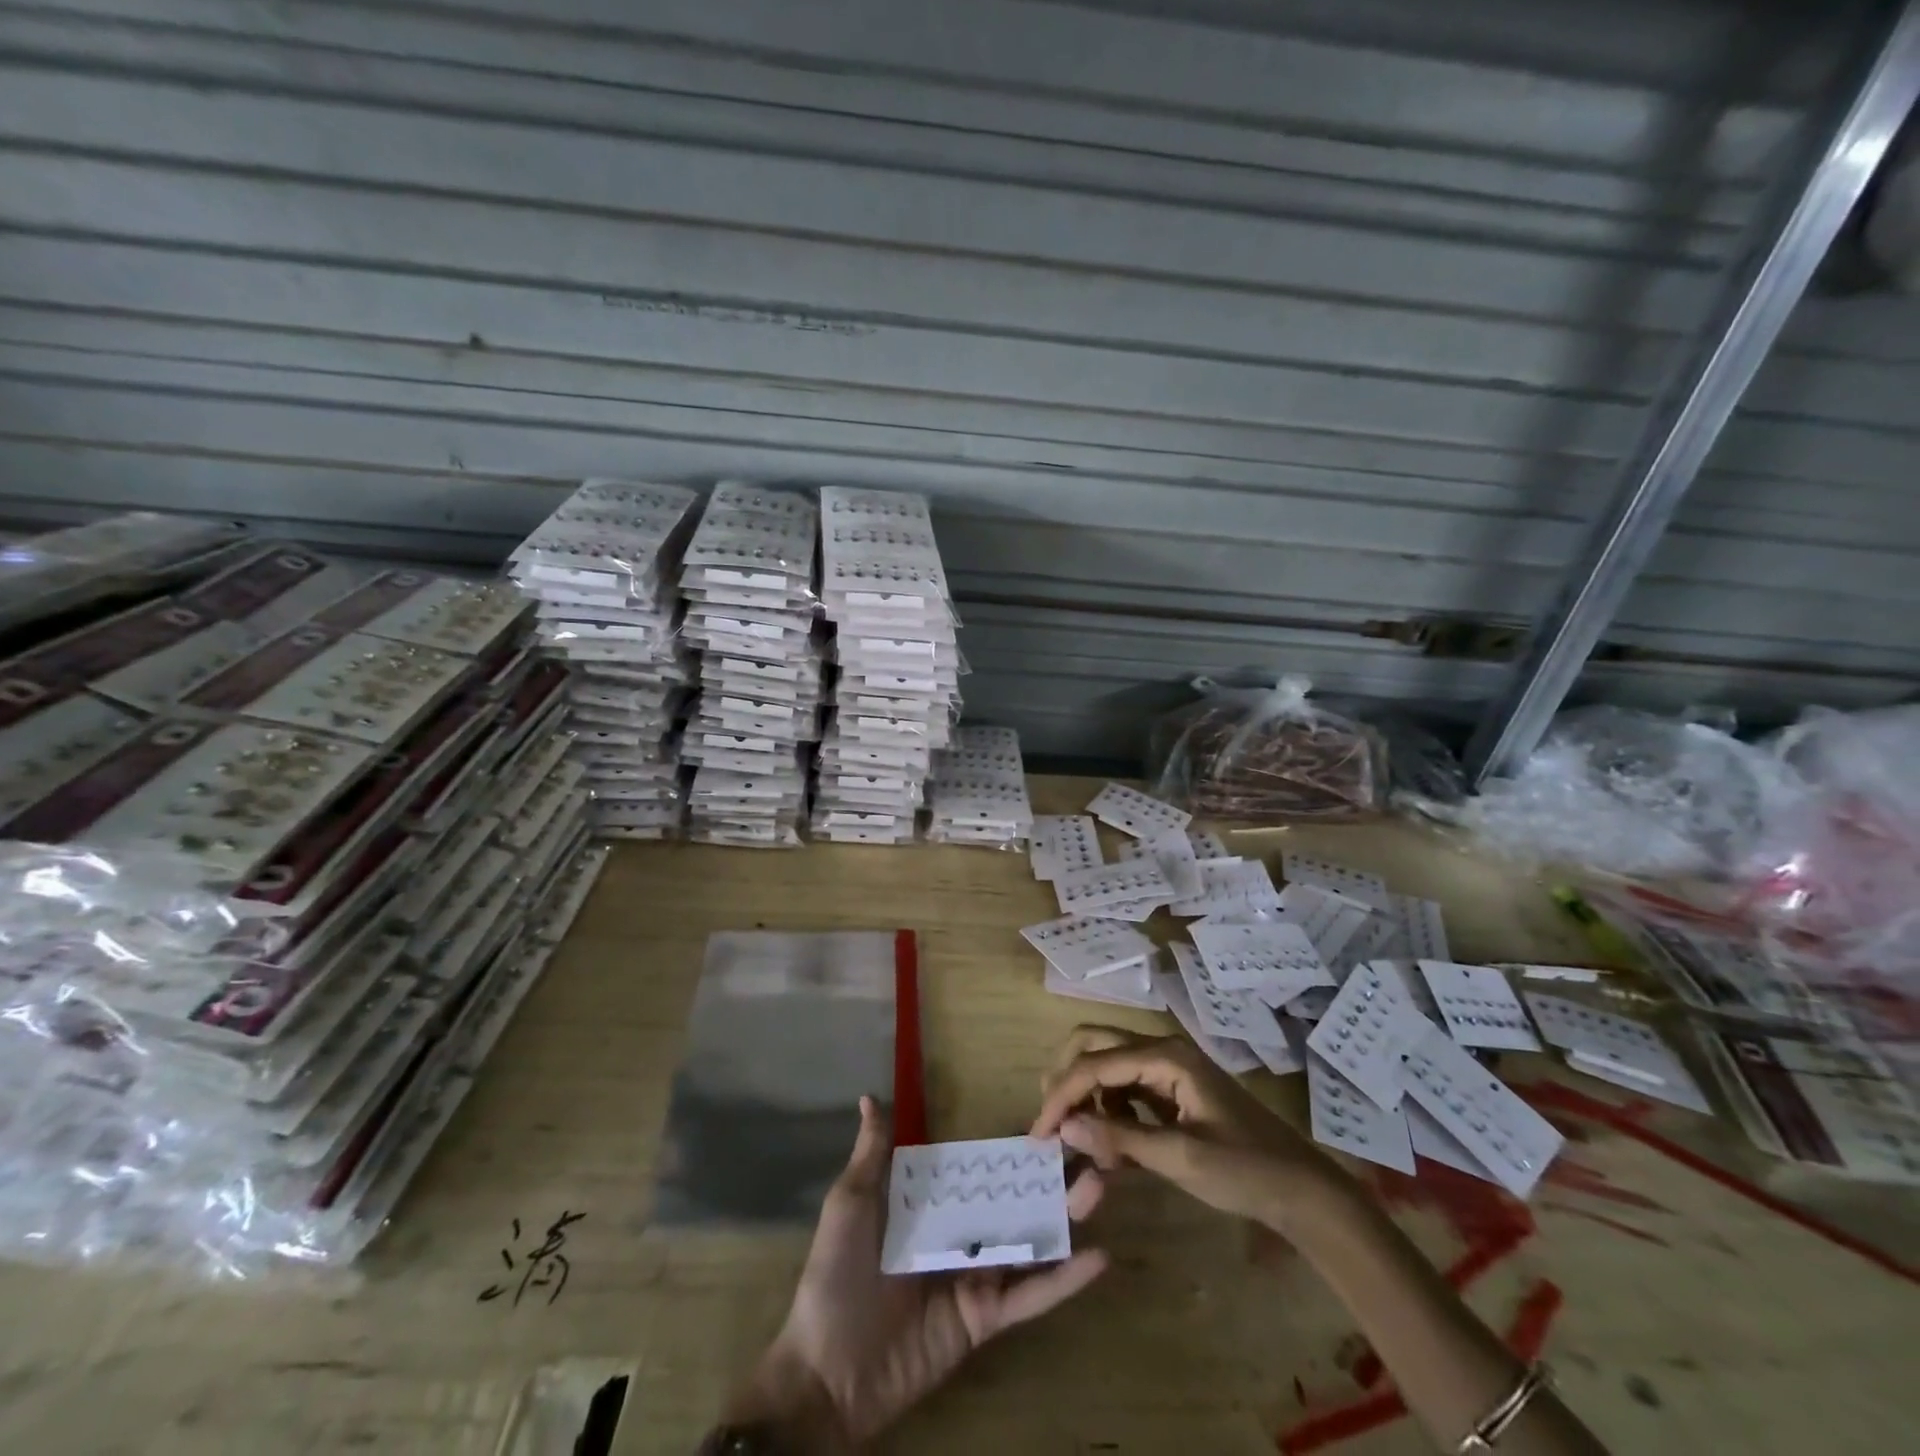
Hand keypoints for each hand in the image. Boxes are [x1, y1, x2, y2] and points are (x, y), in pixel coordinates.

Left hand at [732, 1097, 1108, 1448]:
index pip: (981, 1168)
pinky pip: (1030, 1296)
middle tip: (1091, 1144)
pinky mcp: (986, 1318)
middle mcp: (962, 1232)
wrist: (827, 1370)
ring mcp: (978, 1275)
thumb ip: (870, 1155)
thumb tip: (868, 1097)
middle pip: (1015, 1198)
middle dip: (1050, 1174)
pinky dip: (1064, 1279)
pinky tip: (1098, 1257)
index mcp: (933, 1204)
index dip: (1012, 1146)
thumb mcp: (851, 1205)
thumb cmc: (836, 1277)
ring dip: (1066, 1216)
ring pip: (1031, 1239)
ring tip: (1101, 1184)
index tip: (1049, 1118)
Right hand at [1030, 1026, 1341, 1229]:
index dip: (1061, 1095)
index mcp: (1165, 1056)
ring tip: (1081, 1143)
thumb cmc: (1246, 1171)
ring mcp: (1167, 1069)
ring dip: (1087, 1097)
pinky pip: (1125, 1088)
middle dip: (1066, 1079)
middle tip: (1050, 1122)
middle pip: (1093, 1045)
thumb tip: (1065, 1128)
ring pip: (1106, 1065)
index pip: (1094, 1063)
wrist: (1302, 1190)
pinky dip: (1109, 1111)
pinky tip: (1111, 1146)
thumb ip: (1121, 1140)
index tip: (1038, 1134)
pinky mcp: (1171, 1091)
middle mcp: (1161, 1050)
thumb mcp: (1181, 1158)